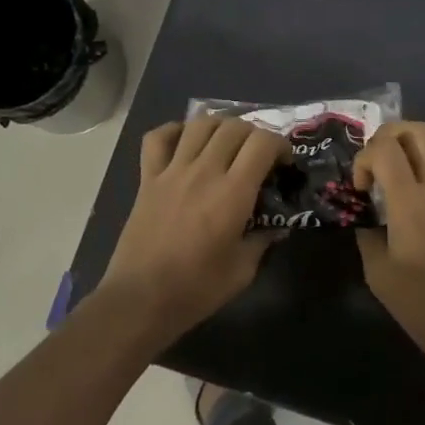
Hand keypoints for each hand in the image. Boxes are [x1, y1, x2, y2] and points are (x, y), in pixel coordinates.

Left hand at [98, 115, 286, 335]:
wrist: (141, 299)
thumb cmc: (197, 289)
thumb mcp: (243, 270)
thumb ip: (262, 241)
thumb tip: (276, 228)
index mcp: (232, 193)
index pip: (262, 143)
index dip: (280, 144)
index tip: (283, 163)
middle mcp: (204, 172)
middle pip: (234, 127)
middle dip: (254, 134)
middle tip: (258, 155)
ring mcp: (172, 172)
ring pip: (199, 124)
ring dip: (220, 126)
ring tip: (226, 143)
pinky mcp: (147, 179)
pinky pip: (157, 138)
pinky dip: (174, 131)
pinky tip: (185, 142)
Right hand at [353, 120, 424, 356]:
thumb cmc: (421, 305)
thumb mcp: (377, 272)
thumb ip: (367, 232)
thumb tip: (366, 214)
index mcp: (413, 204)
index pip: (386, 149)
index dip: (364, 158)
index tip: (361, 188)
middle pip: (419, 130)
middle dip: (389, 135)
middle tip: (376, 163)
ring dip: (413, 142)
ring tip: (396, 169)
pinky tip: (414, 194)